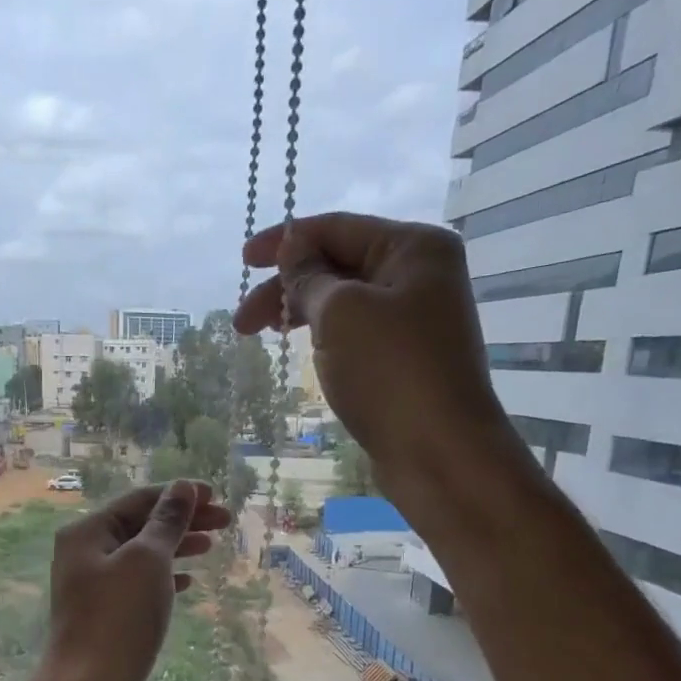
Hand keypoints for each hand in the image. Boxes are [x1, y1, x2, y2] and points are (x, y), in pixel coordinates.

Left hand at [34, 481, 231, 680]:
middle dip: (183, 521)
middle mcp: (85, 553)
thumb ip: (167, 521)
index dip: (179, 495)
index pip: (139, 500)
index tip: (217, 497)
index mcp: (87, 532)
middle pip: (140, 525)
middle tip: (226, 522)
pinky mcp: (105, 615)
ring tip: (211, 546)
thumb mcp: (148, 560)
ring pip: (142, 555)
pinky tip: (188, 582)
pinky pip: (138, 584)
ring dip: (177, 547)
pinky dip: (164, 577)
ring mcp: (93, 586)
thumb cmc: (119, 617)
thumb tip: (182, 488)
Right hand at [234, 212, 533, 517]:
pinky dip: (324, 339)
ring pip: (344, 305)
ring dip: (301, 315)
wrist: (438, 452)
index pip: (338, 228)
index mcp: (413, 248)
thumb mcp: (341, 312)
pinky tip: (305, 354)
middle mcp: (419, 276)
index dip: (286, 242)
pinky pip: (355, 335)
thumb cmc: (390, 371)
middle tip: (241, 323)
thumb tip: (294, 245)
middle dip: (287, 288)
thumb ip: (310, 276)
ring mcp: (414, 321)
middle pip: (339, 266)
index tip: (243, 263)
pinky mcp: (404, 361)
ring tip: (264, 339)